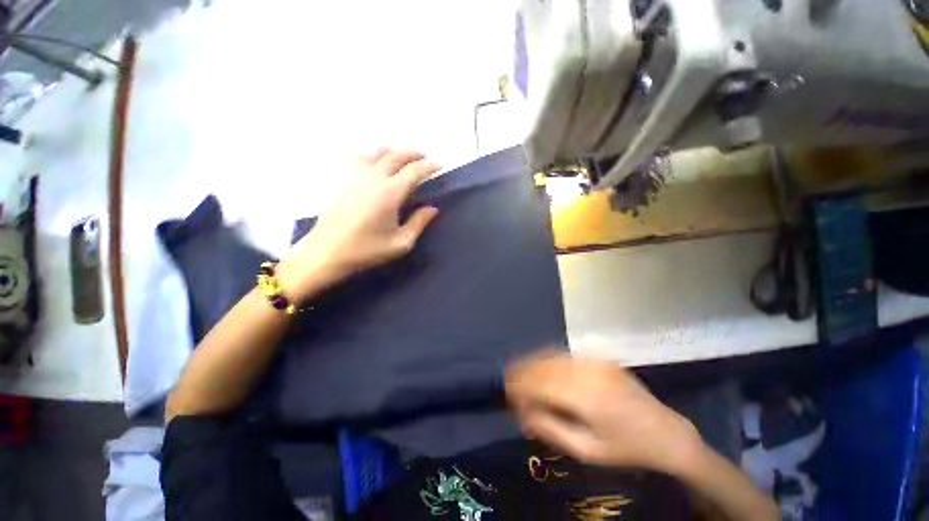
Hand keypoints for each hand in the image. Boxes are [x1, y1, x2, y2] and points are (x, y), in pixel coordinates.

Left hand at [280, 148, 439, 300]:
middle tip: (424, 157)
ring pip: (376, 152)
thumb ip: (419, 223)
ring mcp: (355, 176)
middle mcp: (373, 178)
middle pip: (396, 156)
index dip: (429, 166)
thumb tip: (432, 208)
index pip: (414, 171)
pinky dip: (373, 155)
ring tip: (400, 156)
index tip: (438, 166)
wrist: (326, 252)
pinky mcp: (342, 179)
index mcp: (390, 193)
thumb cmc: (366, 250)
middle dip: (413, 154)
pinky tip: (374, 163)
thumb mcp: (401, 243)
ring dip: (393, 151)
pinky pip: (359, 158)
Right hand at [506, 352, 703, 474]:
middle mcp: (587, 371)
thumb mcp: (586, 450)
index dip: (519, 387)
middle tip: (509, 384)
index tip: (507, 394)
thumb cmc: (626, 449)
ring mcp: (594, 360)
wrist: (665, 432)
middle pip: (542, 366)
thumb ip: (550, 428)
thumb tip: (521, 412)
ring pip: (551, 357)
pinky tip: (540, 367)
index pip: (539, 384)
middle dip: (521, 374)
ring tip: (518, 374)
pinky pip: (564, 355)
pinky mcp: (598, 357)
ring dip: (532, 365)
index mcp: (586, 397)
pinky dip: (547, 360)